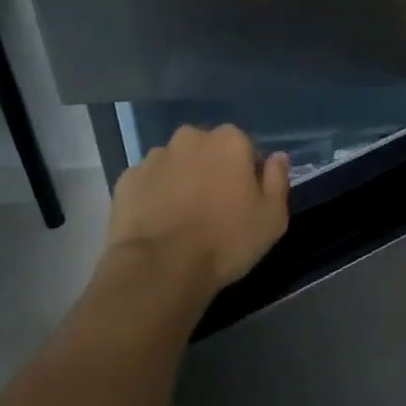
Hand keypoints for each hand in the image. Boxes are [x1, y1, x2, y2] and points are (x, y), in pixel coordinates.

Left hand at [105, 124, 290, 292]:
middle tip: (213, 208)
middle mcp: (190, 138)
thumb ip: (278, 180)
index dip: (246, 175)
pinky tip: (158, 222)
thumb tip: (278, 157)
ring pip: (175, 164)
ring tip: (182, 218)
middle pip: (207, 151)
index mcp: (229, 141)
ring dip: (181, 180)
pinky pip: (148, 182)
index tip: (243, 202)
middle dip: (211, 170)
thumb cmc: (226, 240)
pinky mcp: (127, 179)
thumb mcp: (272, 218)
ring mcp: (154, 157)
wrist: (161, 268)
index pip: (244, 149)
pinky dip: (153, 195)